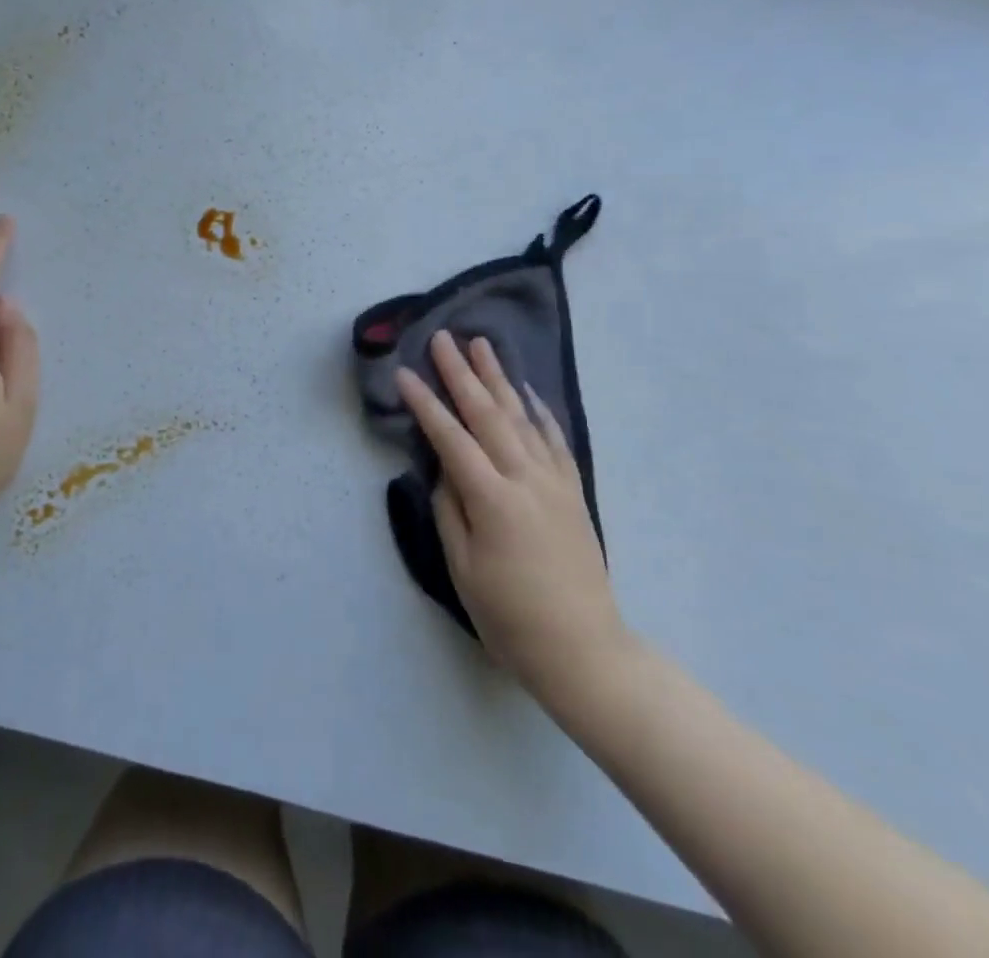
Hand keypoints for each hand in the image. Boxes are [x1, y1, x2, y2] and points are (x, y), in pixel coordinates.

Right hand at [396, 331, 634, 706]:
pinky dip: (539, 410)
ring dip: (499, 378)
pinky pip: (554, 440)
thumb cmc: (511, 617)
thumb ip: (451, 511)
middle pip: (488, 414)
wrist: (584, 650)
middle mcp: (525, 479)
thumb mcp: (465, 570)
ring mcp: (553, 482)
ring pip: (521, 417)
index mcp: (492, 500)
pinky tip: (527, 391)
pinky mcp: (573, 492)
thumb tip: (443, 470)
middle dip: (461, 373)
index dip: (425, 404)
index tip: (404, 373)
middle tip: (443, 338)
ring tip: (482, 345)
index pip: (451, 439)